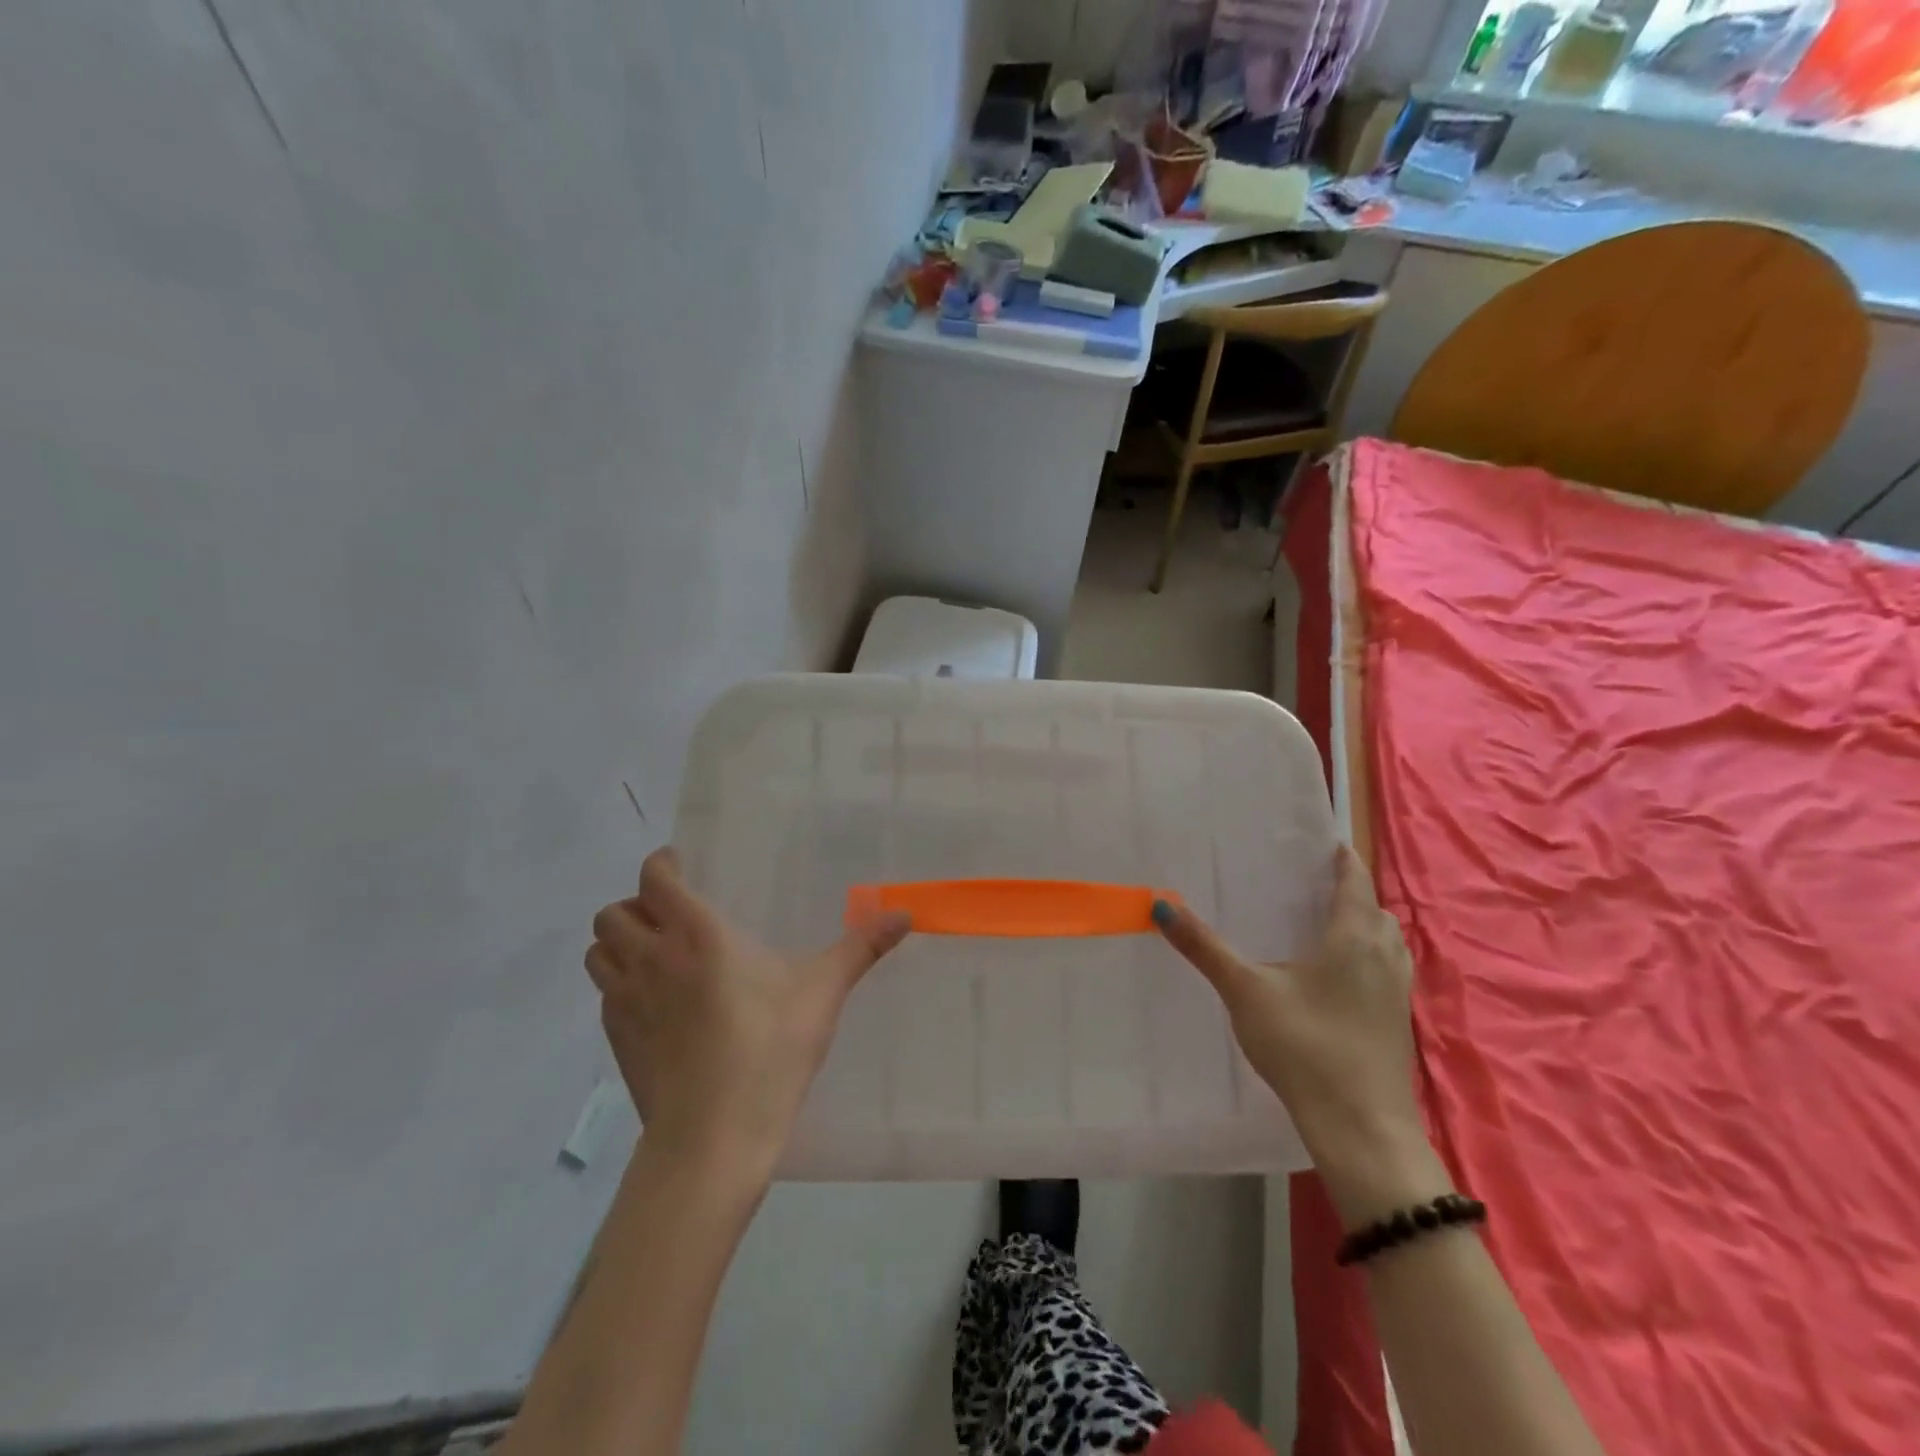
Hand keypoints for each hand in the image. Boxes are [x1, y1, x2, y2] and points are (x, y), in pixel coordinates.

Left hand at [586, 848, 911, 1174]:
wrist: (713, 1138)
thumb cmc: (769, 1051)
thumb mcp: (822, 993)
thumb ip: (861, 947)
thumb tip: (905, 913)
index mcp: (697, 934)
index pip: (654, 878)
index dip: (661, 865)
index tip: (681, 866)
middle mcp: (651, 958)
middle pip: (613, 913)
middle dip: (635, 906)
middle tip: (670, 915)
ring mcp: (626, 1002)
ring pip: (598, 952)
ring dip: (618, 944)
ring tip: (655, 953)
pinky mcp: (616, 1041)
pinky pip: (604, 994)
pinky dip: (619, 985)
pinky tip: (655, 1004)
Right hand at [1155, 846, 1447, 1222]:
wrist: (1361, 1129)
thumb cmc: (1304, 1047)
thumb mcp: (1245, 991)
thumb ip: (1205, 947)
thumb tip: (1162, 905)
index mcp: (1353, 937)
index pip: (1355, 881)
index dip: (1342, 860)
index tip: (1323, 845)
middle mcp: (1384, 957)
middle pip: (1375, 910)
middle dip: (1350, 893)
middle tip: (1309, 887)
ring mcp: (1397, 993)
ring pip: (1387, 942)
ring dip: (1364, 926)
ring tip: (1322, 928)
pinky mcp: (1397, 1023)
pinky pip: (1386, 970)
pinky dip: (1367, 957)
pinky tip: (1333, 980)